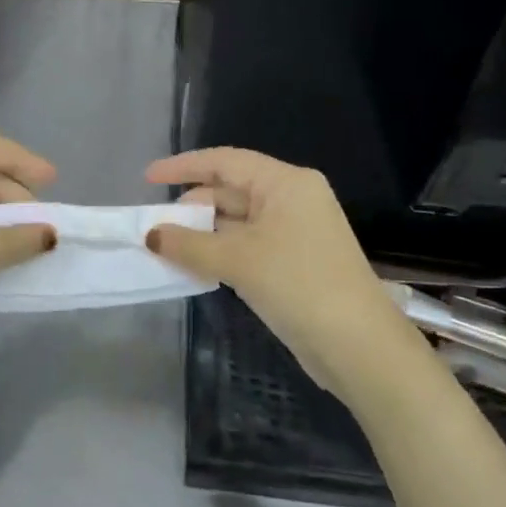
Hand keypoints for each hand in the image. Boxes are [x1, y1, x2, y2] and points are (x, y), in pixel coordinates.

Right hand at [145, 148, 417, 404]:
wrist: (357, 344)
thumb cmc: (298, 285)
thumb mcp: (237, 260)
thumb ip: (188, 244)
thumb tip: (151, 234)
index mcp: (285, 183)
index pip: (225, 161)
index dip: (183, 166)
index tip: (148, 178)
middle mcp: (292, 198)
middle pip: (231, 190)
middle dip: (192, 206)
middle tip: (154, 227)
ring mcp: (295, 231)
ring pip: (238, 220)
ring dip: (203, 233)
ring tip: (166, 247)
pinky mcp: (294, 261)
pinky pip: (248, 245)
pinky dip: (221, 252)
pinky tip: (195, 266)